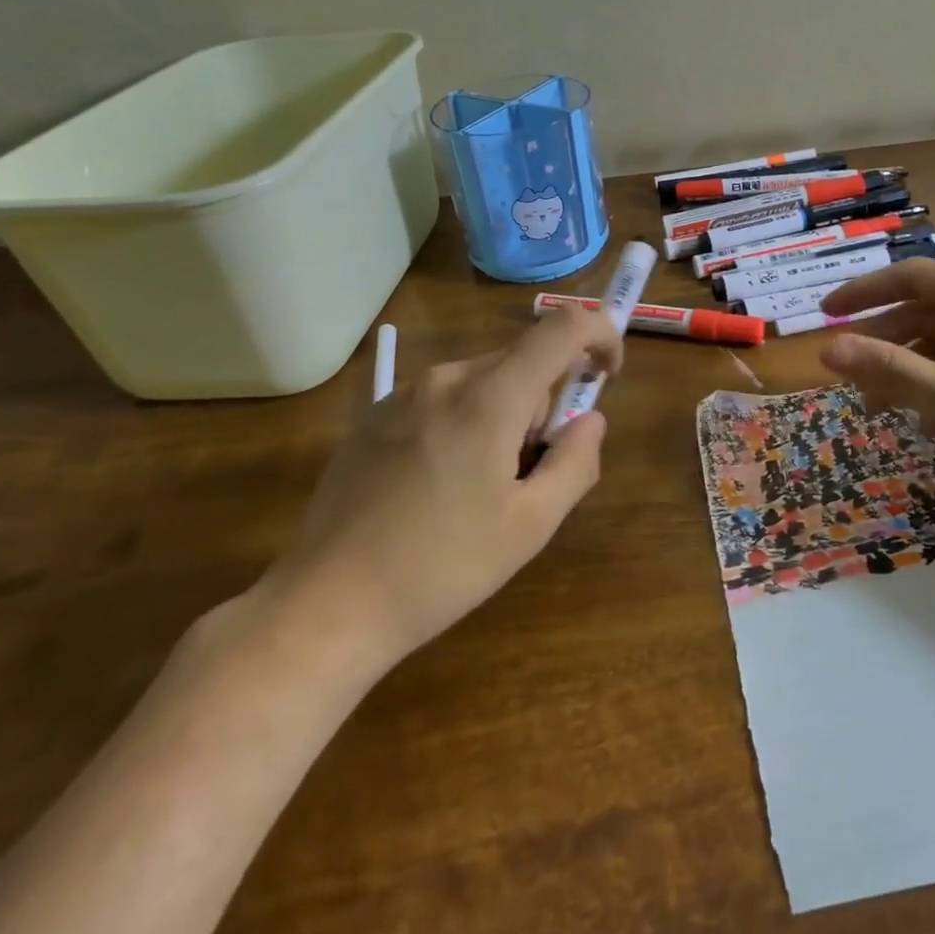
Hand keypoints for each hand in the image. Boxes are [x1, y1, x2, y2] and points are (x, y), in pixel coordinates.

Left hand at [255, 305, 624, 684]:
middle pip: (523, 360)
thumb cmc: (441, 568)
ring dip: (505, 414)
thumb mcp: (530, 525)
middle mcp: (447, 378)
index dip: (599, 335)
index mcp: (490, 398)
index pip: (562, 328)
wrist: (326, 606)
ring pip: (484, 380)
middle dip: (545, 401)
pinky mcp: (375, 415)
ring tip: (481, 487)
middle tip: (531, 469)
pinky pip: (444, 397)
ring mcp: (404, 393)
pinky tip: (439, 484)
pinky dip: (466, 420)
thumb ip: (575, 462)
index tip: (607, 375)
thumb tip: (589, 420)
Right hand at [817, 261, 934, 488]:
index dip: (863, 292)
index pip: (912, 277)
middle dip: (884, 342)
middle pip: (926, 312)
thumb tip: (827, 349)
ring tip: (879, 409)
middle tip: (846, 374)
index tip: (824, 314)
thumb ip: (891, 371)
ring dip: (909, 371)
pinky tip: (927, 427)